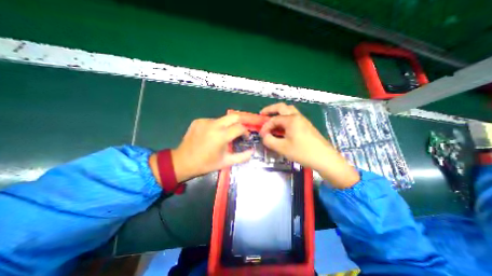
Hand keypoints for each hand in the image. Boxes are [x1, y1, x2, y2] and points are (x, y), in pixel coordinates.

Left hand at [171, 114, 252, 183]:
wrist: (183, 162)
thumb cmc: (206, 164)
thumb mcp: (226, 162)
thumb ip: (242, 157)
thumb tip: (252, 151)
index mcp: (221, 136)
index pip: (240, 127)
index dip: (246, 132)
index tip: (245, 137)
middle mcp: (214, 125)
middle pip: (234, 116)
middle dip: (240, 123)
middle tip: (239, 131)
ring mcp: (205, 121)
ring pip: (223, 119)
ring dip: (227, 126)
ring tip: (224, 136)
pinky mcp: (198, 121)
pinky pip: (212, 121)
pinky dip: (217, 126)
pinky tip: (212, 135)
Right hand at [259, 103, 359, 188]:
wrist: (325, 158)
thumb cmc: (303, 152)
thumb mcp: (282, 148)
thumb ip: (269, 140)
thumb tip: (264, 136)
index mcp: (291, 120)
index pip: (274, 119)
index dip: (265, 126)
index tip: (261, 135)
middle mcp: (297, 116)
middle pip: (282, 107)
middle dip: (270, 109)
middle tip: (262, 114)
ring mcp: (303, 120)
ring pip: (289, 111)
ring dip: (279, 113)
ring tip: (272, 120)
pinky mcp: (306, 126)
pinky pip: (293, 118)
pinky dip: (285, 119)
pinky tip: (283, 128)